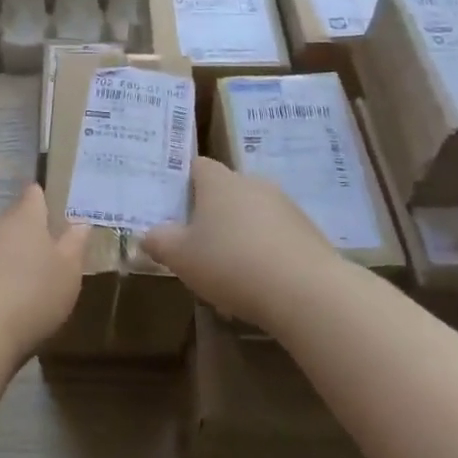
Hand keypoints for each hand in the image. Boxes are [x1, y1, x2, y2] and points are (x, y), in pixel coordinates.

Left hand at [0, 185, 89, 361]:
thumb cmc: (32, 294)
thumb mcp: (68, 271)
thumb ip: (74, 245)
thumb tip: (80, 222)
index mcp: (24, 219)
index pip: (32, 196)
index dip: (40, 199)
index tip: (48, 205)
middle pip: (11, 223)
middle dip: (25, 236)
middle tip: (43, 255)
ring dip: (5, 261)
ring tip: (22, 285)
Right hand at [142, 157, 340, 331]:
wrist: (307, 291)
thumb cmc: (231, 264)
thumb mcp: (180, 257)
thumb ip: (159, 241)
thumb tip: (149, 234)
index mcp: (219, 181)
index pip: (196, 166)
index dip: (182, 183)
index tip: (172, 208)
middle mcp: (253, 183)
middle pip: (225, 191)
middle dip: (211, 214)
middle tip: (195, 245)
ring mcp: (285, 206)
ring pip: (252, 215)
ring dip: (239, 235)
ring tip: (227, 272)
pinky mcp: (308, 232)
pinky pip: (275, 236)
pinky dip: (264, 253)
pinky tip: (258, 284)